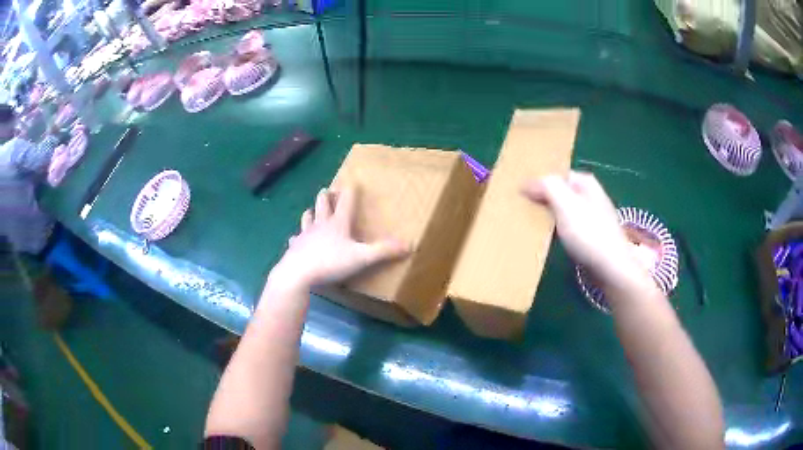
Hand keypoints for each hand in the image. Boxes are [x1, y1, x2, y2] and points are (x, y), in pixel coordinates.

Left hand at [268, 187, 410, 289]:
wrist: (297, 273)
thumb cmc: (330, 262)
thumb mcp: (361, 257)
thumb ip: (383, 251)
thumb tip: (409, 245)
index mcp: (338, 223)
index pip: (346, 202)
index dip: (350, 191)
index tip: (352, 180)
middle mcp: (320, 225)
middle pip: (322, 204)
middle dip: (326, 196)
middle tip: (327, 190)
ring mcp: (305, 235)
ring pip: (307, 218)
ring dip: (310, 213)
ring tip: (310, 210)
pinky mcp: (294, 247)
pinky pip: (295, 239)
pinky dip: (297, 238)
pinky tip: (295, 239)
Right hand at [521, 171, 646, 287]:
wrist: (611, 268)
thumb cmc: (589, 233)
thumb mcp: (565, 203)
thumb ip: (547, 186)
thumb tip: (527, 183)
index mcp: (586, 183)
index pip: (556, 174)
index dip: (538, 181)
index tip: (520, 193)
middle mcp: (590, 196)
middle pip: (560, 193)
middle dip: (542, 200)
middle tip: (521, 209)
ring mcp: (592, 217)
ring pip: (563, 212)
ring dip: (548, 217)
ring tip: (529, 225)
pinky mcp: (591, 237)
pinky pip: (568, 228)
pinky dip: (556, 232)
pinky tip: (546, 240)